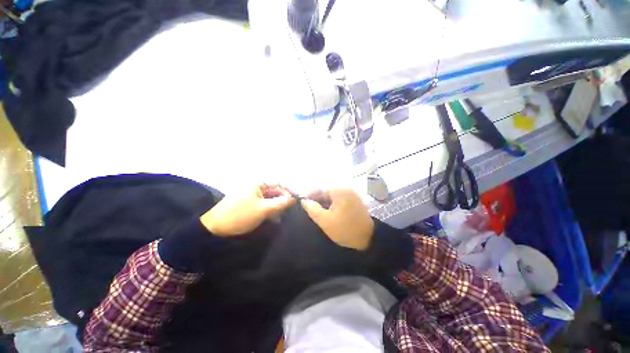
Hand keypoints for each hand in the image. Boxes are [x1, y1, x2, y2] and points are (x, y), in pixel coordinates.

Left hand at [200, 185, 294, 236]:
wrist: (215, 228)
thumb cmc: (241, 215)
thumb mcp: (263, 209)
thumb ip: (280, 203)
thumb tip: (294, 198)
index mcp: (258, 184)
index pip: (279, 183)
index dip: (288, 191)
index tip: (295, 200)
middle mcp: (256, 187)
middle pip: (275, 191)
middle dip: (282, 200)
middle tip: (288, 210)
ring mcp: (252, 196)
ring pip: (270, 198)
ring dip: (277, 206)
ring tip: (280, 216)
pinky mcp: (250, 204)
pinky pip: (264, 204)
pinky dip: (270, 210)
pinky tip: (272, 218)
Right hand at [301, 188, 373, 250]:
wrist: (368, 238)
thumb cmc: (345, 229)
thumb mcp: (325, 221)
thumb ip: (312, 208)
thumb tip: (304, 200)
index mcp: (339, 190)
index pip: (319, 188)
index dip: (309, 194)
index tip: (302, 202)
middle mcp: (346, 188)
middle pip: (326, 190)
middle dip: (317, 198)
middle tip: (309, 208)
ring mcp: (351, 193)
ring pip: (332, 194)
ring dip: (324, 201)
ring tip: (317, 211)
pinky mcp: (354, 199)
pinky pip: (339, 198)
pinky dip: (332, 203)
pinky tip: (328, 211)